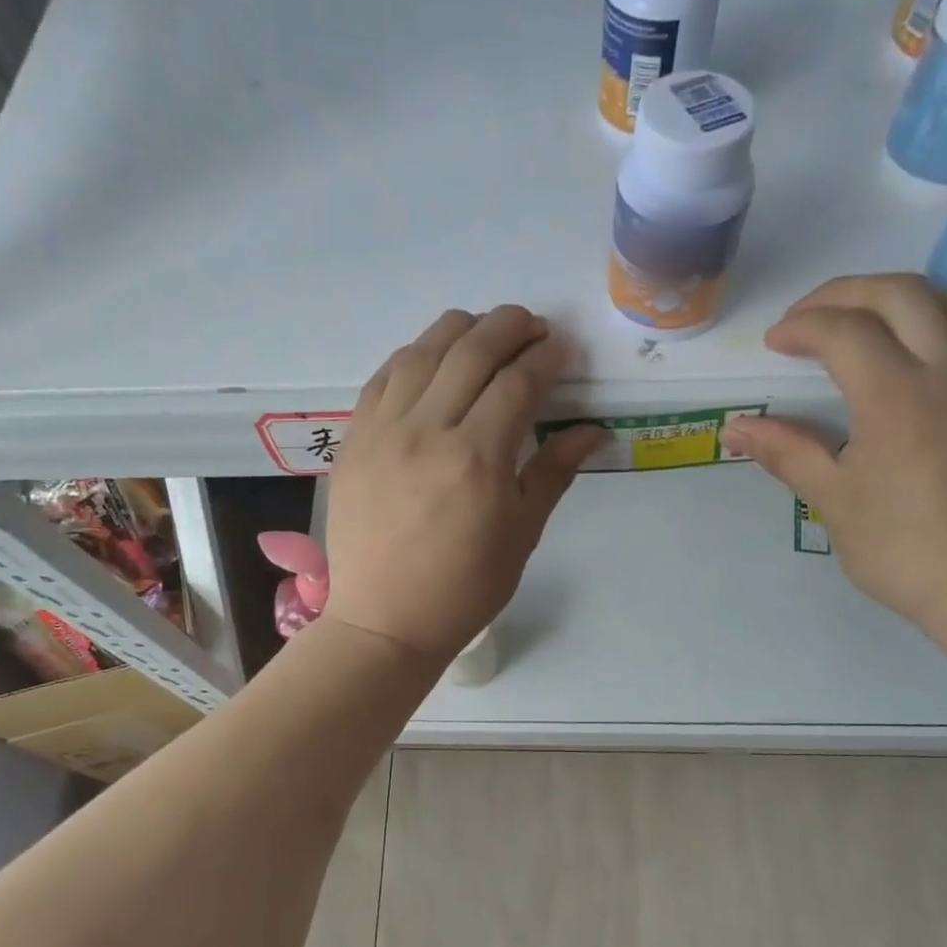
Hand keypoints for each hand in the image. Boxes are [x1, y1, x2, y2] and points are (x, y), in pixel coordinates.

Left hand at [323, 307, 603, 663]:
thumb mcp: (521, 533)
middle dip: (510, 326)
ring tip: (486, 333)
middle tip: (533, 328)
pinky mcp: (353, 438)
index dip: (546, 357)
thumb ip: (555, 471)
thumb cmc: (465, 587)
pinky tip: (433, 359)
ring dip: (461, 329)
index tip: (562, 349)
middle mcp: (427, 431)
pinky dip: (415, 355)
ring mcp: (382, 430)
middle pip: (472, 350)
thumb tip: (593, 429)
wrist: (386, 620)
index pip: (518, 382)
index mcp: (478, 459)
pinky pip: (384, 376)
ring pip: (423, 351)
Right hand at [721, 274, 946, 649]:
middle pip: (899, 292)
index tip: (775, 345)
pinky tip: (923, 350)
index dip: (801, 326)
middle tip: (809, 318)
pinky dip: (945, 318)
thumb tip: (734, 429)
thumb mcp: (833, 501)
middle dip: (845, 293)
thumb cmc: (905, 549)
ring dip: (899, 297)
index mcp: (895, 393)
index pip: (843, 329)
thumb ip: (785, 452)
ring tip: (865, 324)